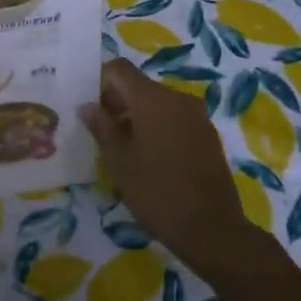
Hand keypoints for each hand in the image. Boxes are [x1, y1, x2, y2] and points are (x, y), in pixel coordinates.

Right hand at [80, 59, 256, 274]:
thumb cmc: (157, 193)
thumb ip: (101, 127)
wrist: (212, 230)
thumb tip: (87, 106)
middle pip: (139, 86)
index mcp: (153, 99)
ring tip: (125, 150)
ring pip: (158, 103)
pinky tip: (151, 159)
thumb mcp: (118, 162)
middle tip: (102, 134)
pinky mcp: (208, 135)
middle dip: (118, 103)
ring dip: (138, 117)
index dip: (100, 83)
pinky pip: (175, 119)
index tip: (92, 111)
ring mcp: (197, 116)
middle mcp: (177, 98)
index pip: (119, 69)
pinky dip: (158, 128)